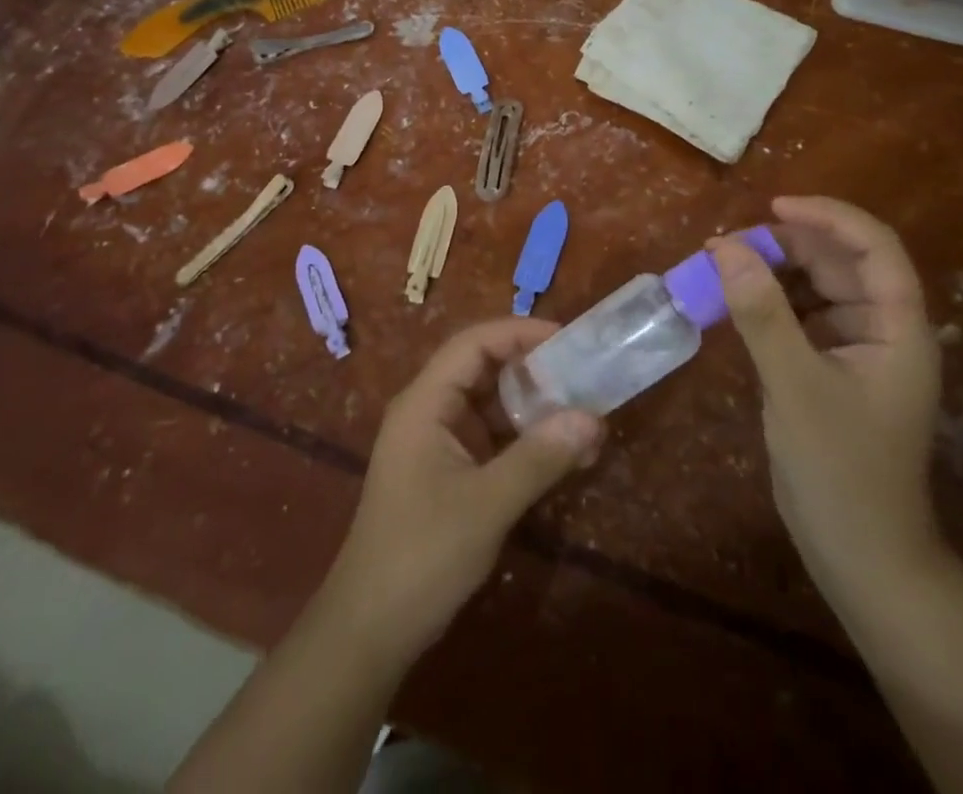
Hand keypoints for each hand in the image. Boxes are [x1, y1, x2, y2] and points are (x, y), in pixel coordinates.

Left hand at [316, 319, 604, 669]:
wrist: (370, 630)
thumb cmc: (422, 555)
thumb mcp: (487, 504)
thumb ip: (539, 458)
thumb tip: (592, 418)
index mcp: (425, 402)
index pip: (473, 343)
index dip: (519, 333)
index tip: (566, 339)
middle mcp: (429, 411)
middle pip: (483, 369)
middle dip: (532, 369)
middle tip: (583, 375)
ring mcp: (437, 442)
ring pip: (490, 405)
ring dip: (532, 408)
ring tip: (582, 414)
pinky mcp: (447, 472)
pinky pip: (490, 439)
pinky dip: (523, 440)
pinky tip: (561, 453)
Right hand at [710, 197, 942, 593]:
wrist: (859, 555)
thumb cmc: (840, 469)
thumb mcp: (795, 384)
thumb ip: (761, 312)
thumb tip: (725, 247)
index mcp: (898, 327)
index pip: (874, 247)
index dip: (828, 217)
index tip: (772, 208)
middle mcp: (883, 329)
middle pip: (840, 263)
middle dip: (787, 245)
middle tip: (727, 245)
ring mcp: (856, 350)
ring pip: (816, 287)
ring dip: (773, 271)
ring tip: (723, 265)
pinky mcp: (829, 368)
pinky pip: (799, 316)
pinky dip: (768, 302)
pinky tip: (733, 301)